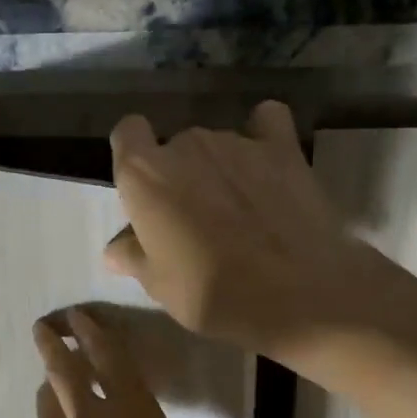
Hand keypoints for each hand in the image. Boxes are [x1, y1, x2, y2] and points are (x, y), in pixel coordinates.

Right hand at [104, 102, 406, 362]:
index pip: (126, 133)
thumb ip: (133, 256)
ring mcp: (236, 141)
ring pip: (214, 145)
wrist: (300, 293)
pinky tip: (265, 165)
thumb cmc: (213, 292)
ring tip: (237, 212)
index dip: (132, 156)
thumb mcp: (159, 285)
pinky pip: (265, 124)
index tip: (143, 191)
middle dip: (178, 176)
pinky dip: (261, 137)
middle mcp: (186, 144)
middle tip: (192, 222)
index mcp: (145, 173)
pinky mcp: (282, 147)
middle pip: (173, 147)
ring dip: (216, 169)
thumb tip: (115, 249)